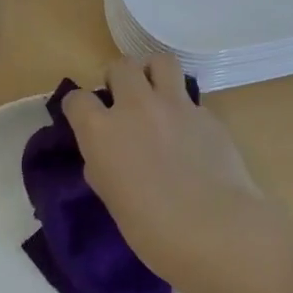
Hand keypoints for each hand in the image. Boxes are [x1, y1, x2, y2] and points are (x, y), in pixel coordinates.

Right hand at [64, 56, 284, 292]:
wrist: (215, 229)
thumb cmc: (152, 230)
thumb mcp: (112, 198)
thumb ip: (104, 166)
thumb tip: (110, 154)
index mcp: (101, 131)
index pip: (77, 99)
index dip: (78, 107)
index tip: (84, 118)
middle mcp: (136, 107)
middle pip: (120, 66)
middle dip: (118, 79)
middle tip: (124, 102)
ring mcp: (175, 105)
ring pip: (160, 62)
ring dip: (152, 73)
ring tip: (155, 94)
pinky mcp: (207, 113)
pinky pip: (190, 98)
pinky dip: (184, 108)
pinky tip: (189, 133)